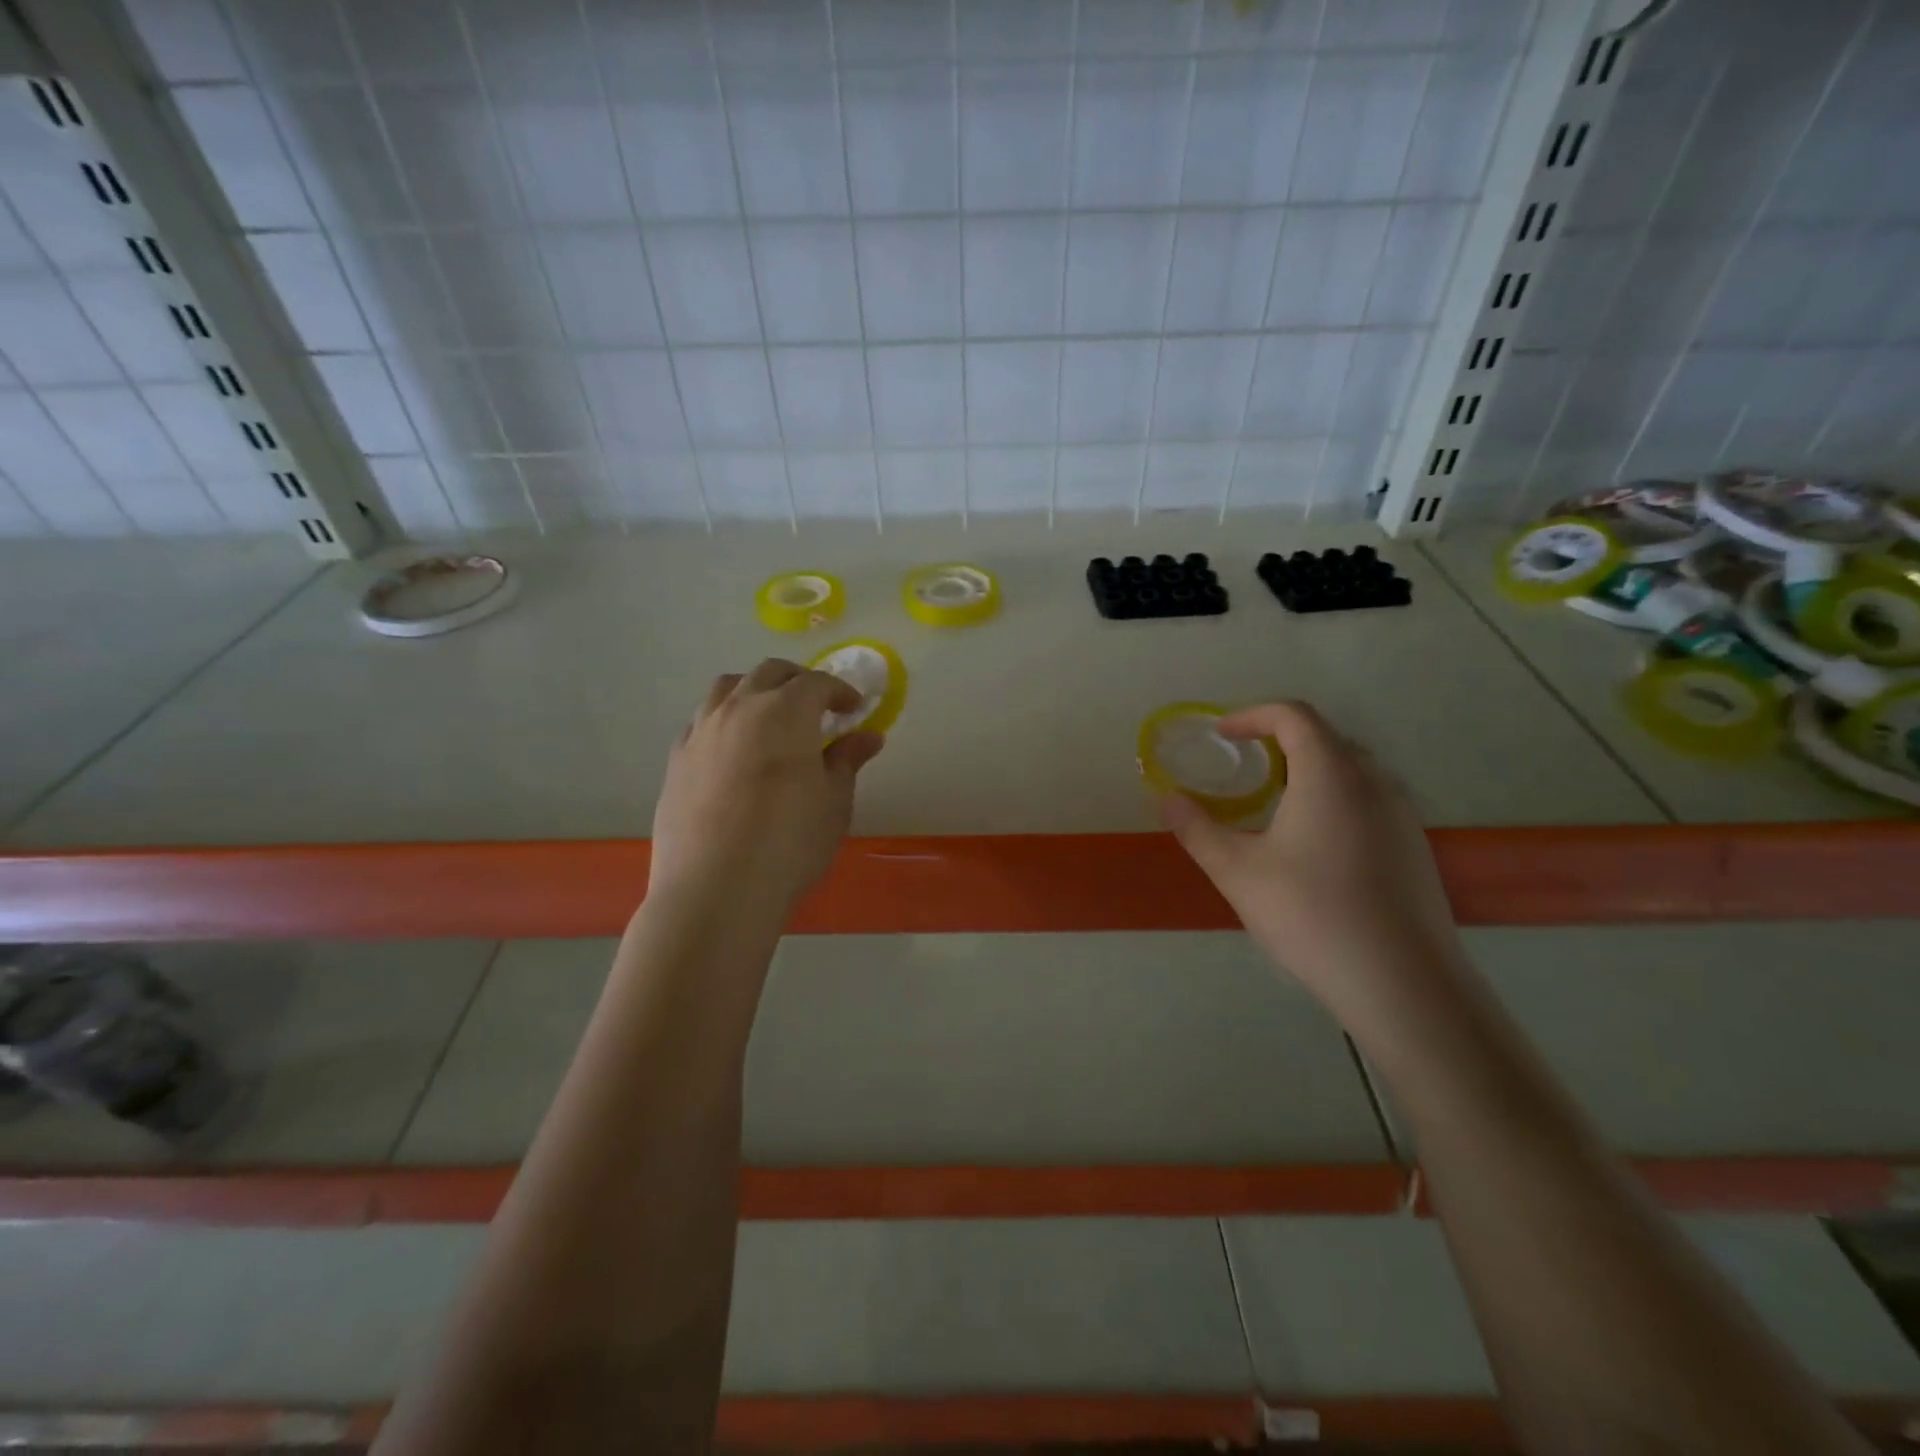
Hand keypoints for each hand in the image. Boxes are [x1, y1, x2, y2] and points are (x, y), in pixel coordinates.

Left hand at [649, 660, 884, 918]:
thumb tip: (868, 737)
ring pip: (728, 688)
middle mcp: (740, 708)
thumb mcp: (834, 803)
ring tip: (770, 717)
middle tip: (816, 707)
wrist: (715, 889)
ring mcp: (702, 731)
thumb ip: (848, 761)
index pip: (817, 683)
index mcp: (786, 712)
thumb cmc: (789, 843)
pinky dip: (725, 719)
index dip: (840, 691)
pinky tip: (734, 750)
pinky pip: (703, 720)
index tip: (854, 708)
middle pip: (770, 673)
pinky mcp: (676, 758)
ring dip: (755, 691)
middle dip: (798, 681)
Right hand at [1157, 701, 1464, 1021]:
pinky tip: (1315, 845)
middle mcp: (1373, 783)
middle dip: (1280, 741)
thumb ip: (1197, 829)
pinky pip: (1370, 799)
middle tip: (1245, 768)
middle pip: (1326, 737)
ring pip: (1352, 769)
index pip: (1294, 716)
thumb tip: (1166, 799)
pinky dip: (1335, 798)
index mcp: (1330, 775)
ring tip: (1276, 804)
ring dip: (1310, 770)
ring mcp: (1401, 815)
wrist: (1403, 983)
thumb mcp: (1237, 872)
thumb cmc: (1311, 915)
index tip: (1222, 736)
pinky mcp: (1414, 847)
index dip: (1253, 715)